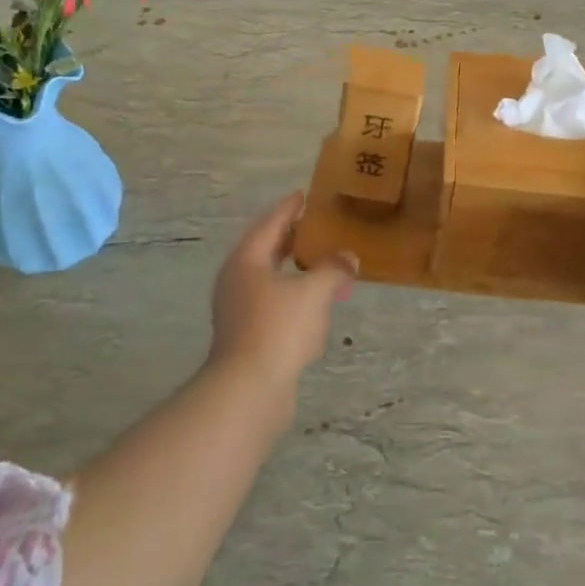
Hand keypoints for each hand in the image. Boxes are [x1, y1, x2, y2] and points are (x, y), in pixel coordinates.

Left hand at [210, 192, 356, 392]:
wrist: (248, 391)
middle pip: (266, 251)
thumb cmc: (278, 329)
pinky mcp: (247, 337)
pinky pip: (274, 306)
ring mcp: (238, 311)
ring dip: (294, 271)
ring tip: (320, 264)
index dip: (289, 208)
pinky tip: (314, 308)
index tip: (303, 194)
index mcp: (247, 261)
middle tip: (315, 226)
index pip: (270, 224)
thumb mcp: (314, 292)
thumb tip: (348, 258)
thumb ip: (333, 269)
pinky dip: (294, 298)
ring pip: (270, 280)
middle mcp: (237, 281)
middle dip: (291, 239)